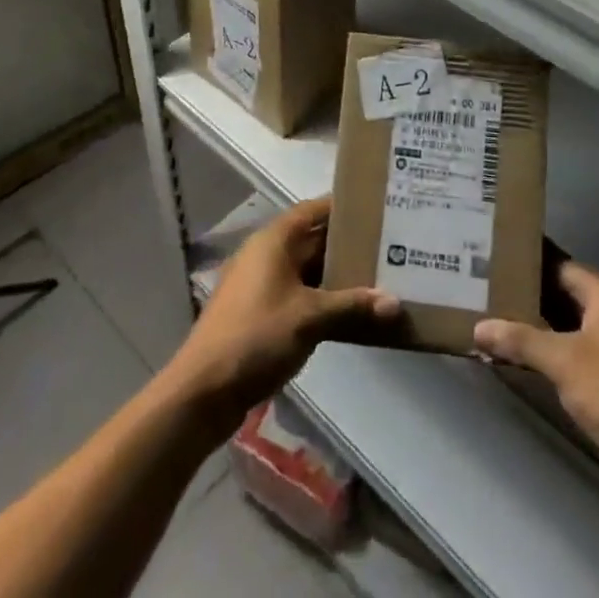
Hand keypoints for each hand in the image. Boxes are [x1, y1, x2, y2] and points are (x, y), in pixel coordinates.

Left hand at [165, 198, 398, 431]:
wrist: (203, 391)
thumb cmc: (256, 337)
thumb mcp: (309, 318)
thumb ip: (352, 305)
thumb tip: (395, 302)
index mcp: (274, 239)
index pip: (314, 209)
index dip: (344, 207)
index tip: (377, 207)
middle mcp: (267, 253)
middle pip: (312, 239)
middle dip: (347, 244)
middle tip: (389, 245)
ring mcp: (261, 284)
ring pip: (307, 269)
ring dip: (336, 275)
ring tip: (378, 277)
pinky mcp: (260, 312)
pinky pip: (299, 293)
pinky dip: (322, 298)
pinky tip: (350, 312)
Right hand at [474, 263, 598, 501]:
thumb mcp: (564, 361)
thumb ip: (520, 340)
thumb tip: (478, 328)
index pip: (562, 266)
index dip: (530, 261)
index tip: (496, 256)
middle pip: (564, 295)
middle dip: (528, 295)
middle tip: (486, 287)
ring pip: (566, 327)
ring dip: (535, 327)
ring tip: (492, 317)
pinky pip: (572, 355)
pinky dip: (547, 353)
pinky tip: (517, 357)